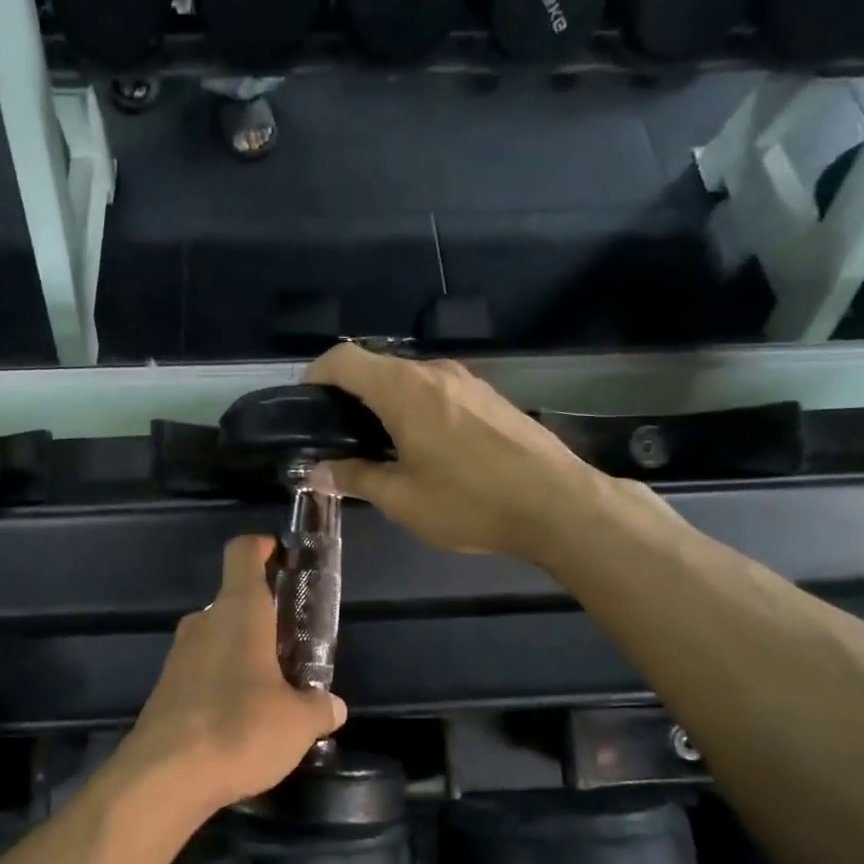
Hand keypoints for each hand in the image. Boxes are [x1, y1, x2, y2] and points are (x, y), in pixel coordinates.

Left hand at [117, 536, 346, 814]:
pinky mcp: (165, 689)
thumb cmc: (240, 729)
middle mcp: (204, 623)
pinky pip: (201, 670)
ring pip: (217, 638)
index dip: (261, 547)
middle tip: (292, 646)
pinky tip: (239, 719)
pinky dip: (221, 681)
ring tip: (271, 689)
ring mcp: (179, 655)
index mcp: (238, 611)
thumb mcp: (297, 723)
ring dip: (242, 653)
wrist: (164, 776)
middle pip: (234, 600)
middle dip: (263, 617)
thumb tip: (332, 706)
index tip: (280, 555)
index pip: (242, 553)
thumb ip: (318, 708)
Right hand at [303, 343, 594, 563]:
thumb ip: (354, 477)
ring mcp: (465, 380)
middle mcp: (433, 372)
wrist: (558, 504)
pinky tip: (423, 446)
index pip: (342, 359)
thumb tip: (316, 471)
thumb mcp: (402, 499)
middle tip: (337, 436)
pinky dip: (414, 406)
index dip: (315, 376)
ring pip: (407, 378)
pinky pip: (435, 389)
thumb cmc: (471, 501)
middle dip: (348, 394)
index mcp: (403, 389)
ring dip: (383, 401)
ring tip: (378, 445)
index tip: (306, 407)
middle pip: (374, 365)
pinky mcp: (488, 395)